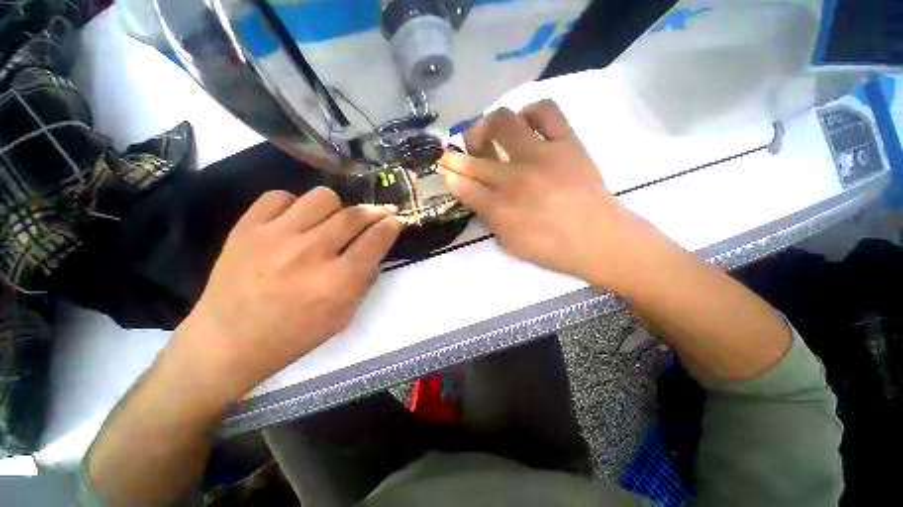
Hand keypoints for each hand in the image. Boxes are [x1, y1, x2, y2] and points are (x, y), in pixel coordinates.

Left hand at [175, 187, 400, 397]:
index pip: (376, 240)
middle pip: (354, 215)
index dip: (391, 226)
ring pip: (322, 197)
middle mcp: (311, 253)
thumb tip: (374, 248)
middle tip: (380, 212)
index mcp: (337, 282)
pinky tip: (295, 221)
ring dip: (337, 207)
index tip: (395, 220)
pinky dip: (295, 205)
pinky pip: (280, 196)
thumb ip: (364, 279)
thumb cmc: (294, 335)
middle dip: (375, 211)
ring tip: (332, 220)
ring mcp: (275, 236)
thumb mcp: (344, 316)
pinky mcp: (246, 227)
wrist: (227, 342)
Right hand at [438, 99, 643, 285]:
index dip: (450, 175)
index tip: (445, 170)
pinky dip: (530, 112)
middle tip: (455, 154)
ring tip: (490, 134)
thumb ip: (490, 219)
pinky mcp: (567, 142)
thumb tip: (479, 196)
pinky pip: (545, 110)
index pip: (463, 185)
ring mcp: (541, 155)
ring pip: (503, 122)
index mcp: (499, 209)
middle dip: (455, 155)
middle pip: (473, 159)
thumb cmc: (551, 249)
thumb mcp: (510, 244)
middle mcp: (514, 178)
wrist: (599, 240)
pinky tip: (526, 124)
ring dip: (487, 126)